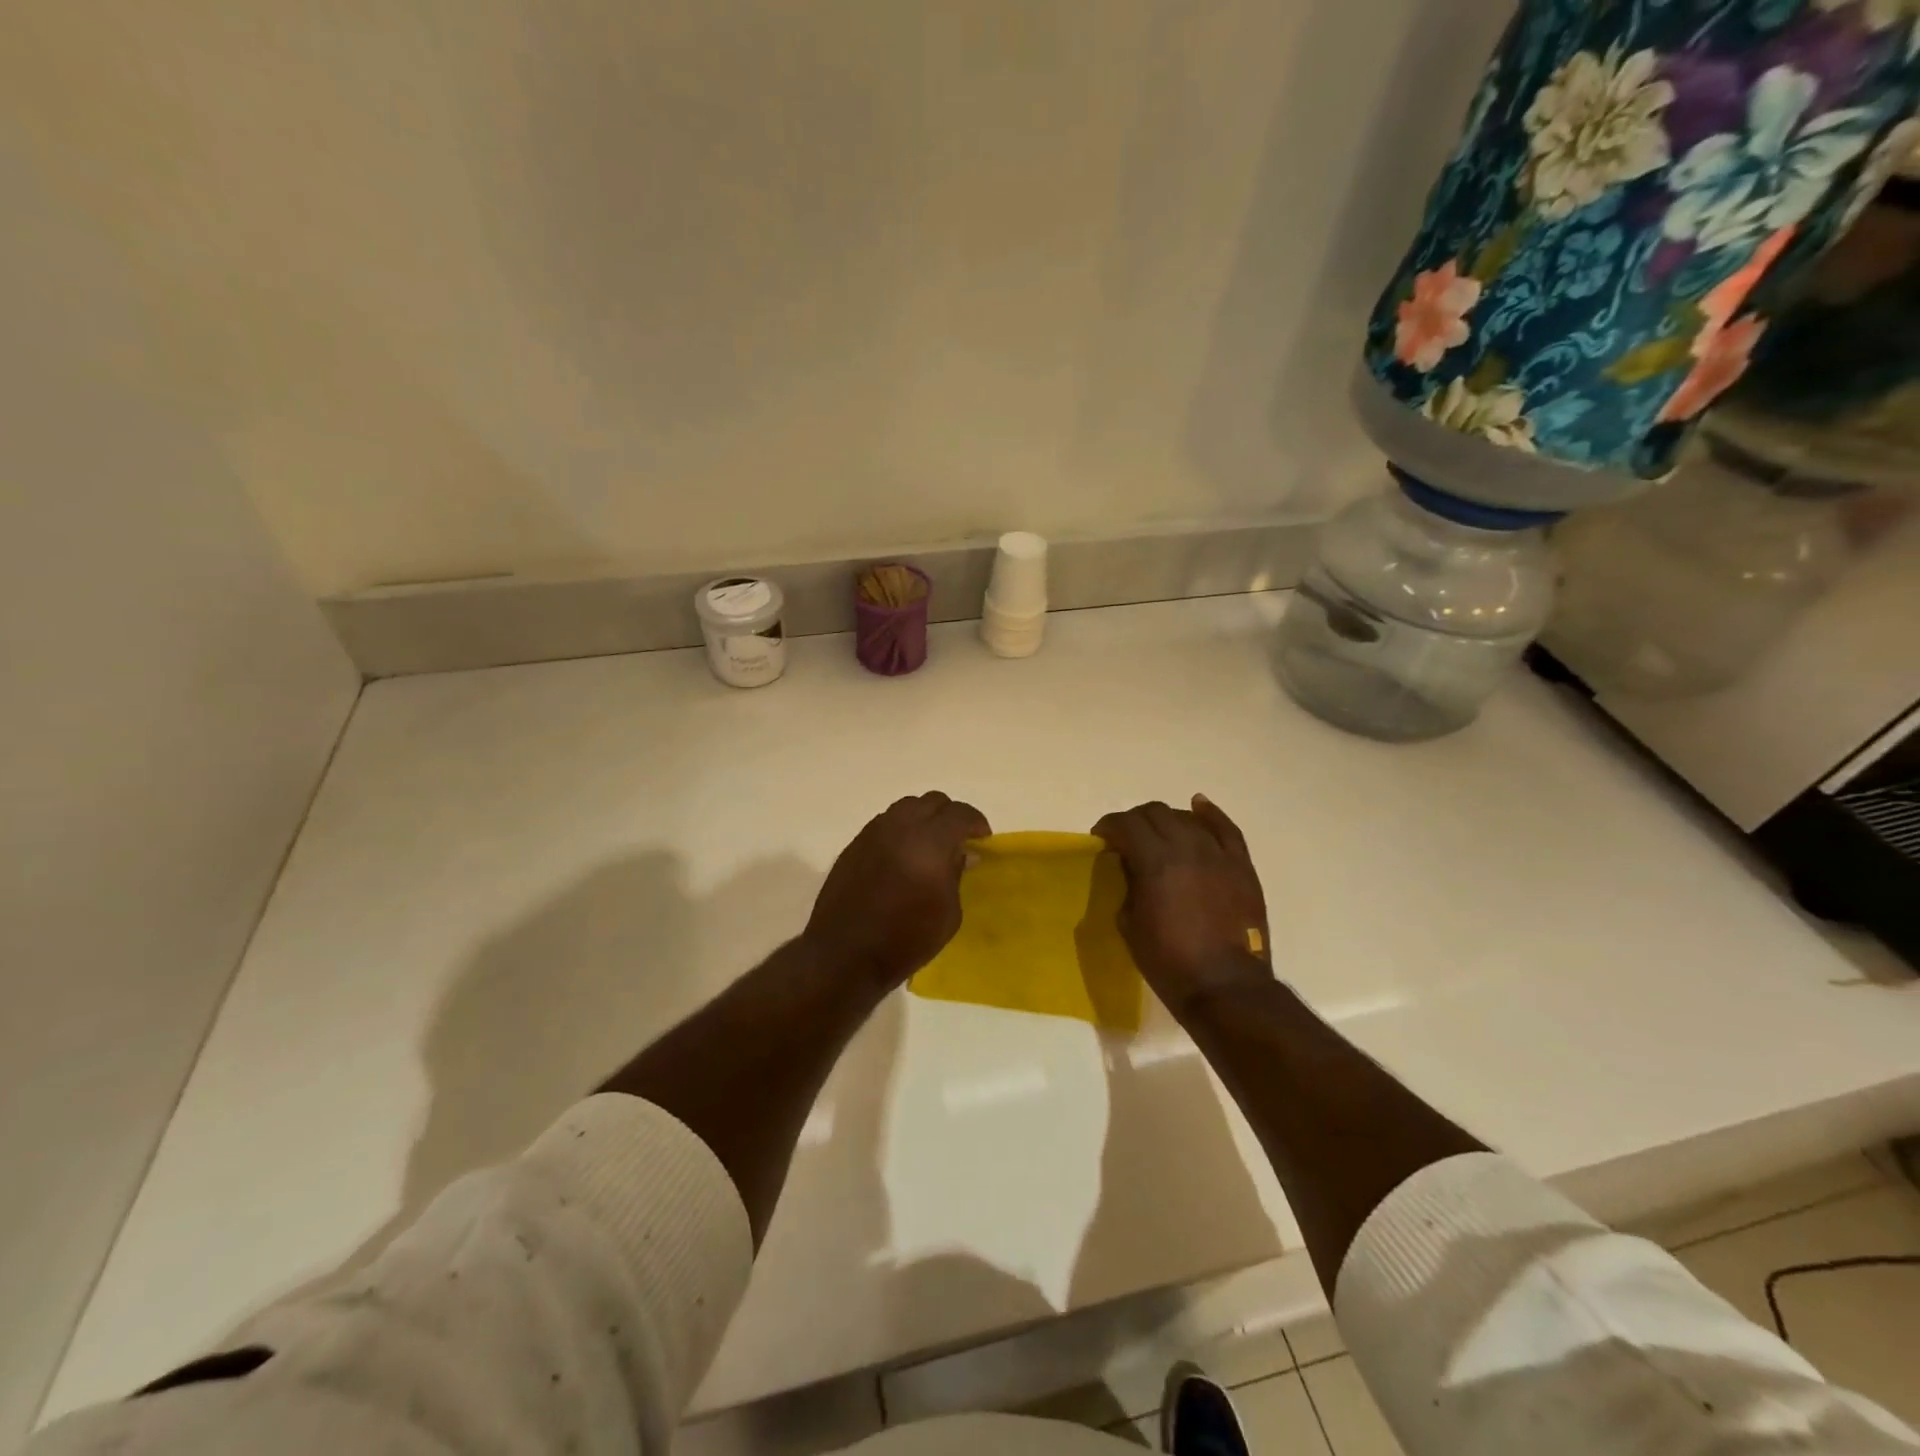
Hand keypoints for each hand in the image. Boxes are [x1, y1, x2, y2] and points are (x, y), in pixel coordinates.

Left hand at [802, 792, 990, 990]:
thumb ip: (957, 874)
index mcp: (930, 842)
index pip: (959, 814)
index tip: (982, 839)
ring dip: (923, 819)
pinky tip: (903, 856)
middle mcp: (900, 827)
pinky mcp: (854, 845)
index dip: (976, 822)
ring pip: (905, 808)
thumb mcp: (948, 914)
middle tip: (958, 839)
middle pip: (932, 802)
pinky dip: (901, 830)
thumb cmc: (905, 940)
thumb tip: (962, 853)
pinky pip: (884, 824)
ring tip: (929, 845)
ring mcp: (873, 833)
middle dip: (950, 816)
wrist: (844, 955)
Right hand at [1092, 795, 1271, 1017]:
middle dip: (1134, 820)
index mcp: (1154, 862)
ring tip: (1158, 834)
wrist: (1225, 987)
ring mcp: (1217, 854)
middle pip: (1155, 813)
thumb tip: (1131, 867)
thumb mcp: (1130, 924)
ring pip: (1186, 818)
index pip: (1125, 824)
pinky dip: (1209, 814)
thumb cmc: (1169, 961)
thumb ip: (1128, 885)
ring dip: (1166, 820)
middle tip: (1126, 838)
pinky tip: (1198, 805)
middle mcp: (1186, 847)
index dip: (1108, 826)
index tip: (1101, 839)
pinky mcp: (1241, 866)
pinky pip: (1226, 829)